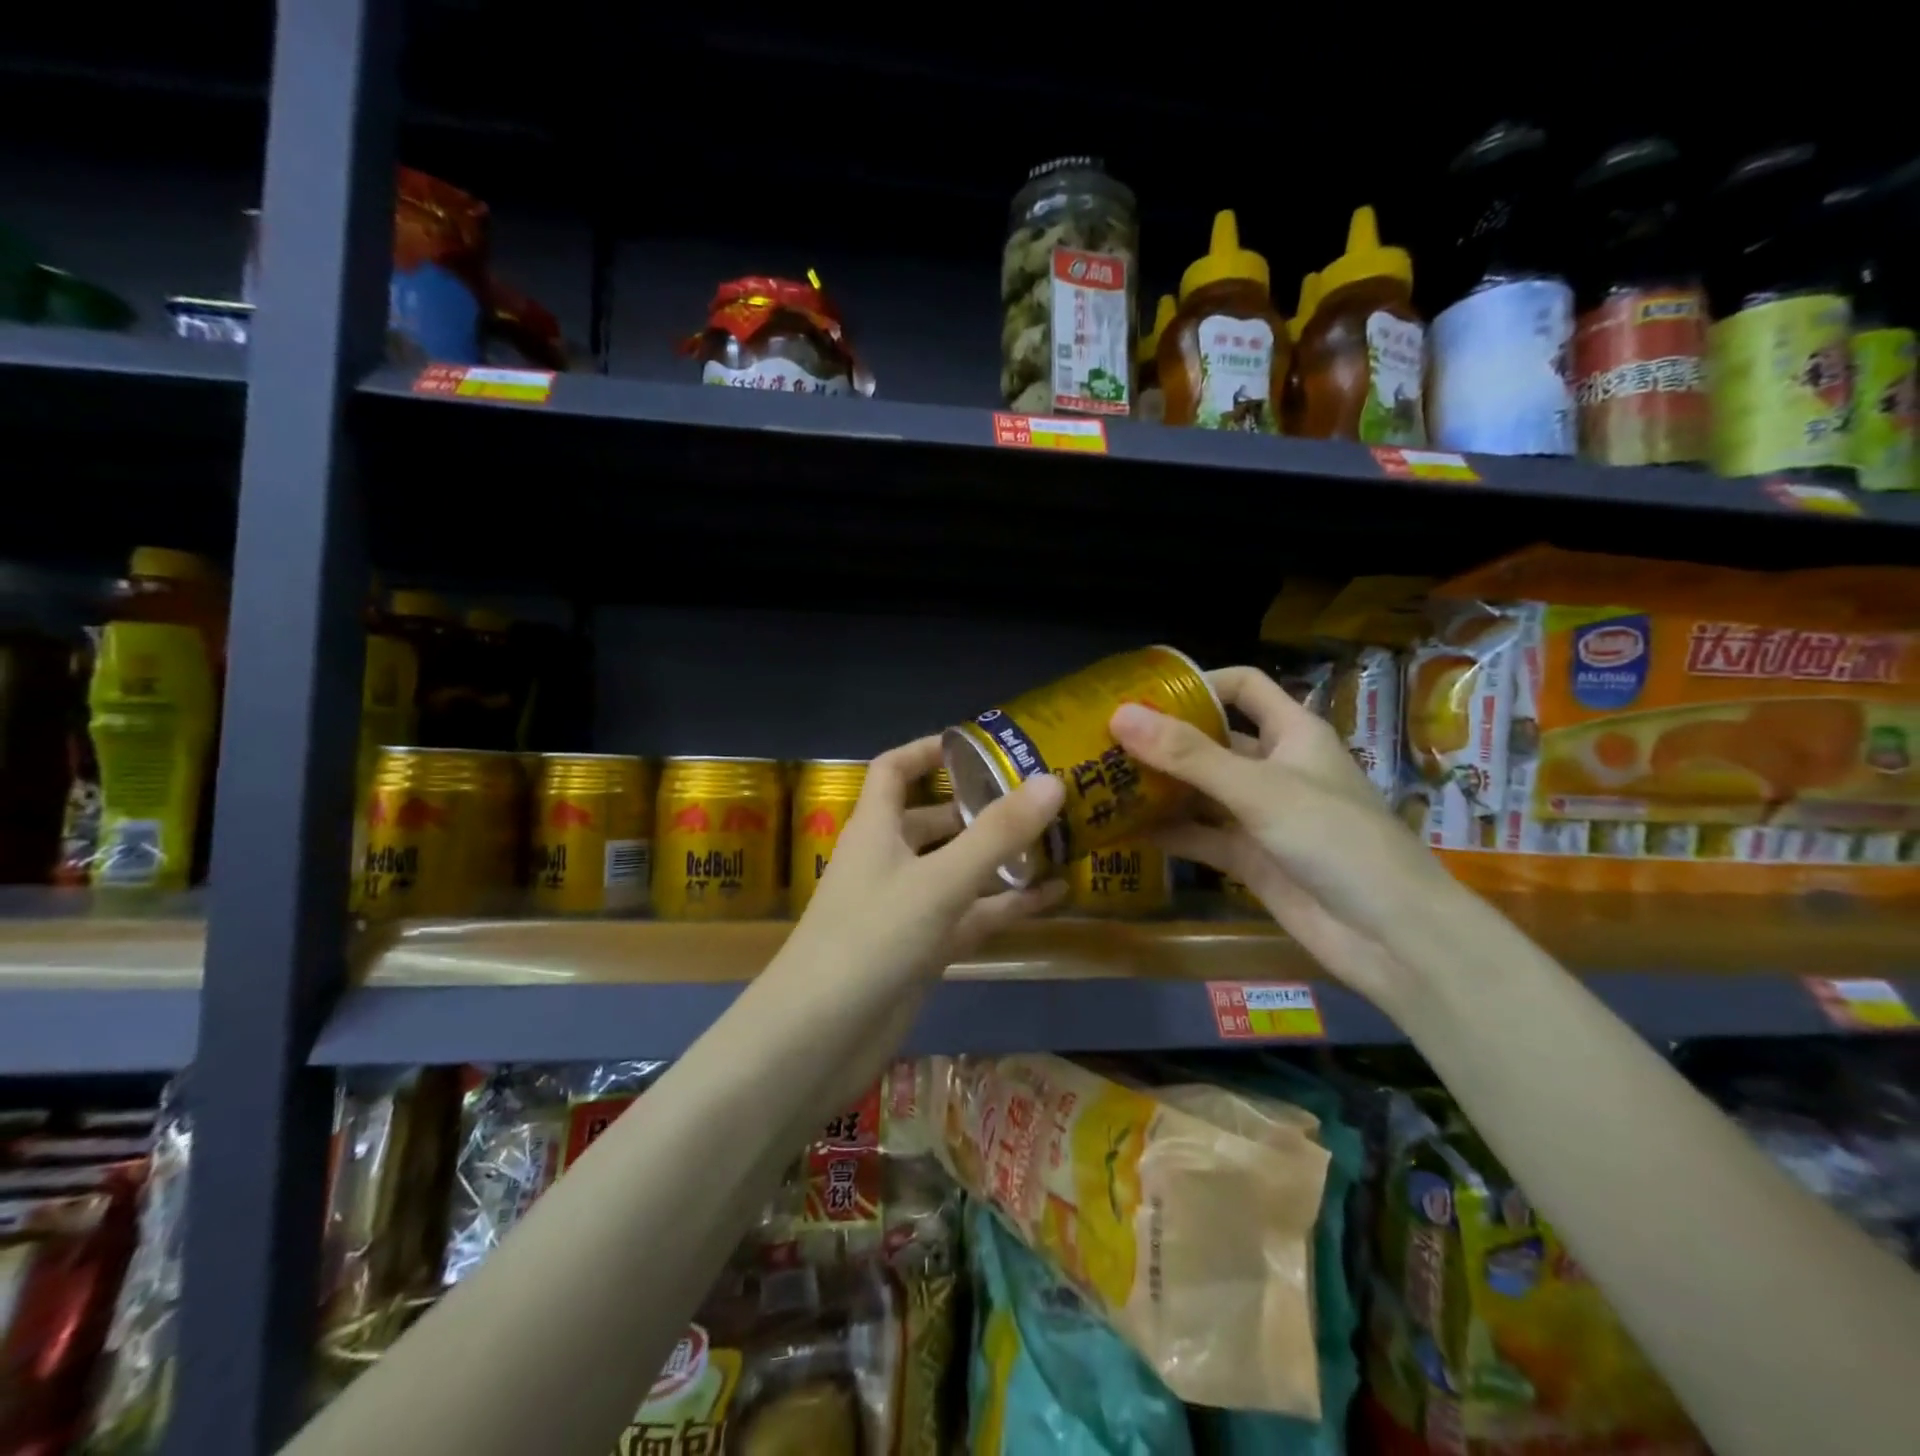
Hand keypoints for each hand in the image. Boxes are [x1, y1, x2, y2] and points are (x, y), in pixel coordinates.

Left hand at [783, 734, 1066, 987]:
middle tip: (1038, 798)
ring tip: (1057, 841)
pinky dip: (1004, 905)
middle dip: (980, 808)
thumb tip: (1051, 780)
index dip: (928, 751)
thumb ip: (996, 834)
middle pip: (933, 821)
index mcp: (876, 829)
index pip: (893, 770)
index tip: (976, 744)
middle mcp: (888, 861)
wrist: (819, 1039)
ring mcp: (904, 909)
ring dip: (999, 859)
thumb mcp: (939, 881)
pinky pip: (968, 916)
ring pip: (957, 871)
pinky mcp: (921, 950)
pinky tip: (1053, 896)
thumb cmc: (871, 939)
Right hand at [1109, 665, 1461, 1006]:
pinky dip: (1167, 833)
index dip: (1199, 683)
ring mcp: (1260, 816)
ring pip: (1201, 791)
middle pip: (1212, 740)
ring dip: (1159, 787)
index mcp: (1292, 733)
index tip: (1142, 694)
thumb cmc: (1335, 840)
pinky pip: (1200, 837)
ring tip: (1101, 782)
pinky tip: (1122, 831)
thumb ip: (1189, 755)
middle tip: (1103, 740)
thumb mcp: (1260, 789)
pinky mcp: (1250, 859)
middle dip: (1163, 739)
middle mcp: (1274, 768)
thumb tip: (1120, 715)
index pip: (1244, 687)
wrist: (1391, 936)